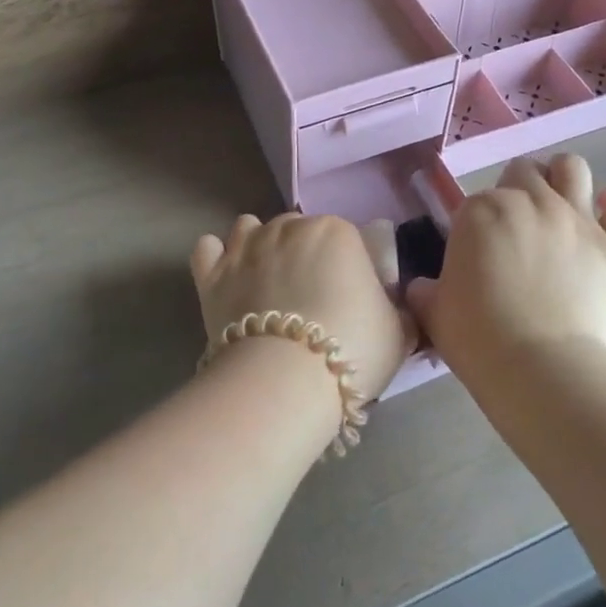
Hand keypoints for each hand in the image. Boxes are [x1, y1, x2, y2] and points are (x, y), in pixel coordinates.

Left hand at [190, 213, 411, 407]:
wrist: (285, 380)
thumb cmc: (352, 349)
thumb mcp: (398, 332)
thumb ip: (397, 311)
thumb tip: (397, 310)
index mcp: (337, 231)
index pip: (345, 237)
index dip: (347, 266)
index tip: (349, 296)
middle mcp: (289, 227)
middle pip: (297, 229)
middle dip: (302, 254)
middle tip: (308, 296)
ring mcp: (246, 246)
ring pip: (250, 228)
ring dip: (258, 246)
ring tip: (265, 282)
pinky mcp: (212, 273)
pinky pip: (207, 249)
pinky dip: (216, 258)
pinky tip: (226, 277)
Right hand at [408, 154, 605, 374]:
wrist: (541, 370)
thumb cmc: (478, 339)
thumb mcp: (434, 312)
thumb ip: (425, 290)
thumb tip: (423, 288)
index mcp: (480, 210)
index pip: (476, 199)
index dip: (476, 223)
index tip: (477, 250)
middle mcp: (529, 201)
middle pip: (523, 171)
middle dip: (517, 190)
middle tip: (515, 226)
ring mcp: (575, 219)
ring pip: (572, 167)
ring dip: (562, 179)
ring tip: (558, 205)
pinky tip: (605, 214)